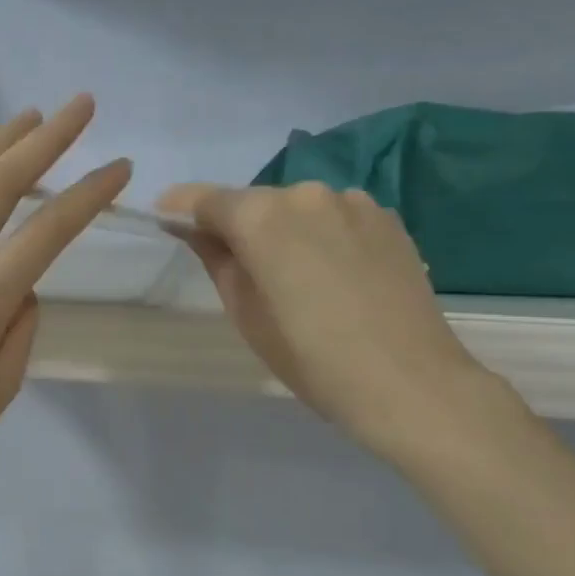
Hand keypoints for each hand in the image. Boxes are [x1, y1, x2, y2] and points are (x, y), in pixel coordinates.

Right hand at [157, 181, 515, 462]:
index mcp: (261, 217)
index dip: (180, 208)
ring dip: (284, 231)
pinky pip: (334, 218)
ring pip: (297, 208)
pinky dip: (321, 236)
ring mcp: (352, 201)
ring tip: (296, 278)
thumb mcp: (245, 313)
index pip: (205, 199)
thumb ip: (216, 259)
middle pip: (253, 202)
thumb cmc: (310, 358)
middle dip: (237, 226)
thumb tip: (194, 229)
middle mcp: (305, 193)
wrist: (408, 382)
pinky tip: (334, 275)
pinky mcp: (387, 217)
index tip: (165, 218)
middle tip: (239, 268)